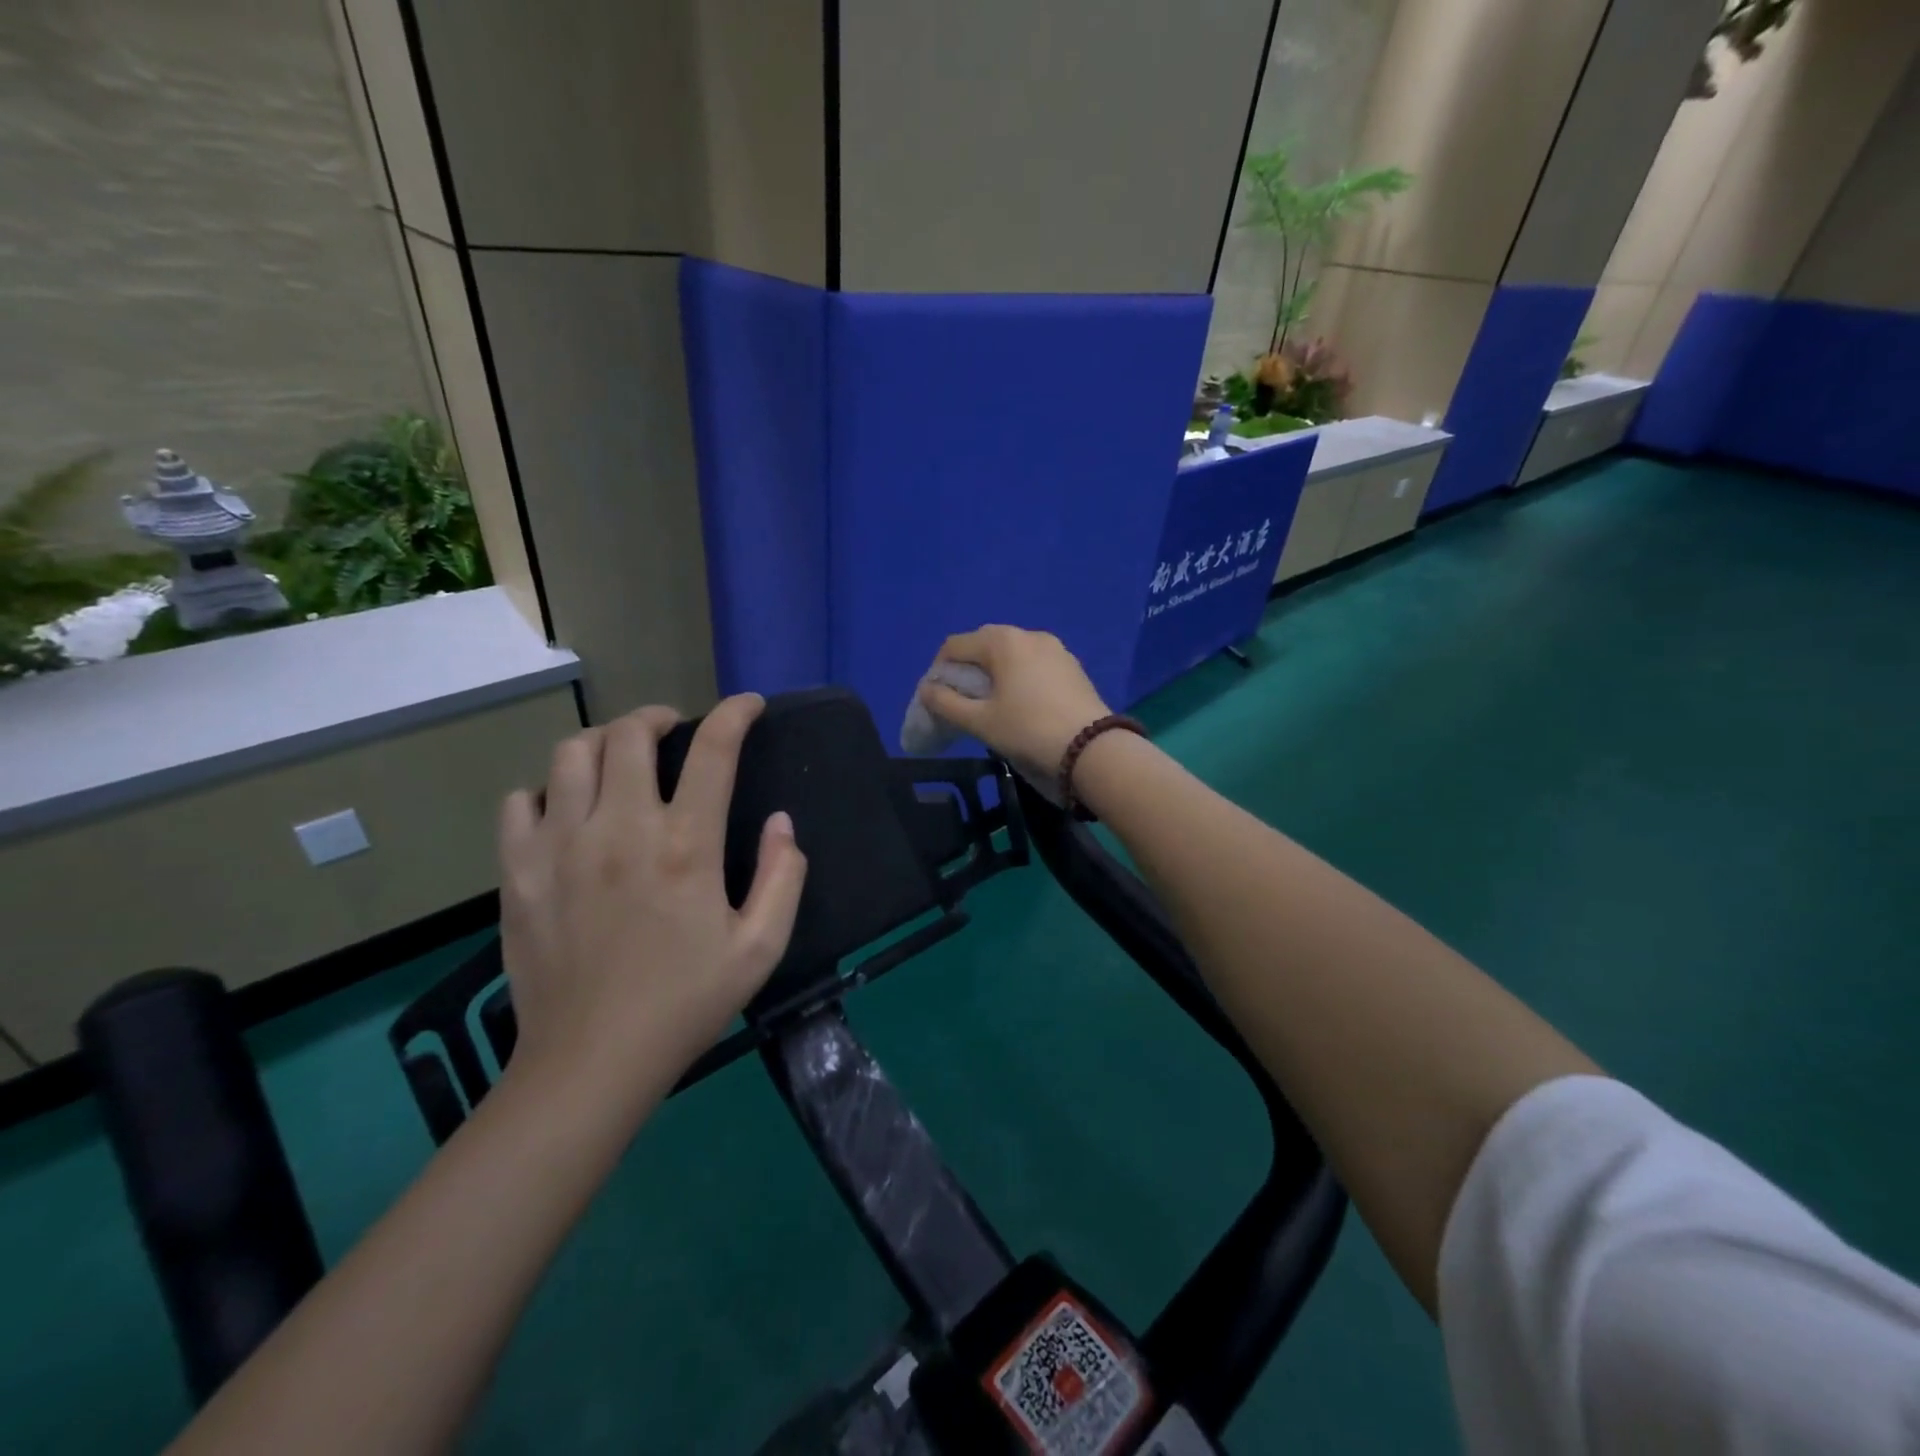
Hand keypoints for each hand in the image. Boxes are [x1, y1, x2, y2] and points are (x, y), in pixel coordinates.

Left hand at [496, 695, 807, 1103]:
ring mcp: (560, 846)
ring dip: (603, 742)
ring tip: (620, 757)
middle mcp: (621, 828)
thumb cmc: (686, 1003)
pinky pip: (520, 802)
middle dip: (658, 716)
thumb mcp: (761, 947)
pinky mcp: (518, 872)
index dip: (736, 713)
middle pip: (630, 734)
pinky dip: (547, 790)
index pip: (714, 750)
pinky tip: (566, 809)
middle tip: (674, 729)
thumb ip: (784, 875)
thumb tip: (782, 821)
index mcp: (686, 845)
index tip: (749, 705)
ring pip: (571, 754)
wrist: (592, 1061)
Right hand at [919, 625, 1110, 780]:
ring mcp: (1055, 648)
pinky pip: (1034, 663)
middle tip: (963, 700)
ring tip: (992, 703)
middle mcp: (1029, 634)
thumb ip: (946, 703)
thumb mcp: (980, 721)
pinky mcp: (1072, 666)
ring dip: (995, 671)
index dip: (939, 670)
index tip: (939, 698)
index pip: (955, 645)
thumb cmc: (1028, 730)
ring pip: (1012, 653)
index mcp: (1002, 641)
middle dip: (968, 668)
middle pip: (985, 644)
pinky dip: (1019, 675)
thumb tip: (926, 689)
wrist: (1091, 748)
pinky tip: (1022, 703)